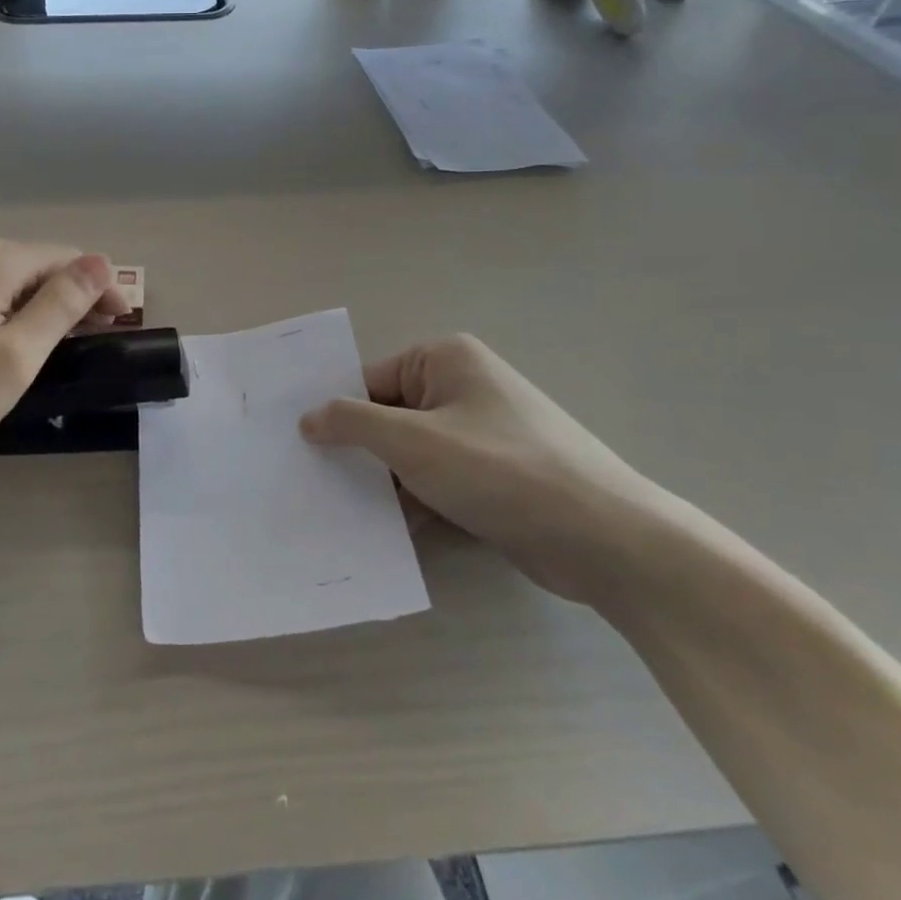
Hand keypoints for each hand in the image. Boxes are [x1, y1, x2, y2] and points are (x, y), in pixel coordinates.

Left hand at [0, 238, 127, 476]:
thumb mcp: (12, 359)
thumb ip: (61, 306)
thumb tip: (100, 263)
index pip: (66, 259)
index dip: (100, 288)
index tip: (120, 325)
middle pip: (33, 263)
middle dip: (68, 295)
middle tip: (90, 341)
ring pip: (2, 275)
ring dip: (34, 302)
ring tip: (50, 343)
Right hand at [299, 335, 677, 604]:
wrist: (604, 539)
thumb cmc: (500, 470)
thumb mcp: (412, 441)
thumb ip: (352, 423)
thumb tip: (308, 417)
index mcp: (445, 360)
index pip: (370, 380)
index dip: (334, 411)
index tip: (296, 444)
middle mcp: (462, 388)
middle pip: (388, 417)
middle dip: (356, 451)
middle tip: (306, 479)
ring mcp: (480, 435)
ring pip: (409, 454)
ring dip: (382, 483)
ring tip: (333, 511)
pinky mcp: (492, 478)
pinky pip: (435, 482)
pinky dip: (411, 503)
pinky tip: (379, 532)